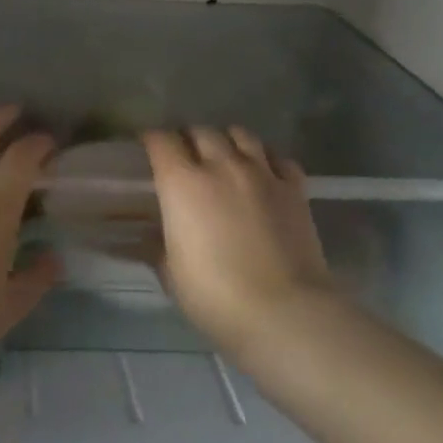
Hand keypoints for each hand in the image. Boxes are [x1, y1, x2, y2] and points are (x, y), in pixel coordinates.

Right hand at [140, 127, 336, 356]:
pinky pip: (279, 158)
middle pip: (200, 131)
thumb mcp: (171, 273)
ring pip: (241, 134)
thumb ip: (158, 245)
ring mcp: (261, 174)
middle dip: (188, 138)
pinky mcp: (294, 189)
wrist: (284, 312)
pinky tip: (263, 172)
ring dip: (227, 140)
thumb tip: (150, 236)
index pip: (160, 140)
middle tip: (185, 155)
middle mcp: (220, 165)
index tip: (147, 148)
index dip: (151, 140)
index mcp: (181, 182)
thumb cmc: (215, 295)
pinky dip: (267, 158)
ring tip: (224, 156)